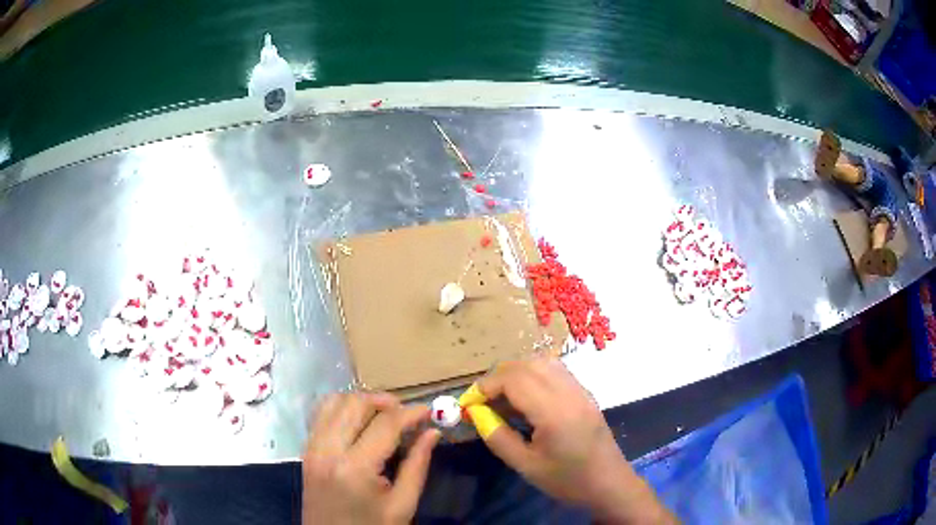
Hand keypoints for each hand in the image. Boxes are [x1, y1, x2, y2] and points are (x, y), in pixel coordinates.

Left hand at [302, 393, 440, 524]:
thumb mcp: (402, 505)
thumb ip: (417, 465)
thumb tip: (433, 432)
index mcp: (355, 468)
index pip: (385, 424)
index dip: (411, 413)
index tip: (429, 410)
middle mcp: (327, 450)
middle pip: (355, 404)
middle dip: (385, 402)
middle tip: (407, 415)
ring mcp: (312, 448)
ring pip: (334, 402)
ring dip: (362, 402)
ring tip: (384, 416)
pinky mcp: (306, 450)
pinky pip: (321, 414)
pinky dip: (341, 408)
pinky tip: (359, 422)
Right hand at [476, 357, 675, 523]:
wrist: (609, 483)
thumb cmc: (567, 480)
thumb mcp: (526, 466)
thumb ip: (498, 437)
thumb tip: (476, 414)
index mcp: (554, 411)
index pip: (513, 379)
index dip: (485, 386)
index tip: (468, 403)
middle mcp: (569, 392)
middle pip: (527, 365)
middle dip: (498, 377)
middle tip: (482, 401)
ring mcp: (580, 390)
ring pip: (543, 362)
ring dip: (517, 373)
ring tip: (502, 398)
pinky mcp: (585, 393)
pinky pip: (556, 371)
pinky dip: (534, 375)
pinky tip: (526, 398)